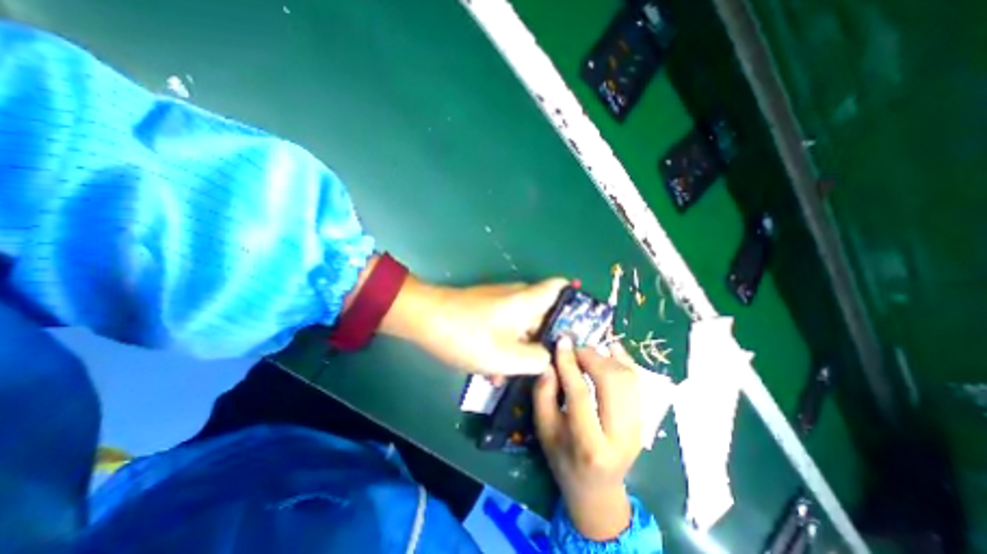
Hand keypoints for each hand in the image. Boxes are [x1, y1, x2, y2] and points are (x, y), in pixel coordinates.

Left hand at [385, 276, 569, 376]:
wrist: (426, 319)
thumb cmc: (469, 335)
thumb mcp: (507, 356)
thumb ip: (537, 359)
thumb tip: (550, 358)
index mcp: (528, 299)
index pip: (561, 286)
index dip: (576, 301)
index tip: (582, 326)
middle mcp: (518, 296)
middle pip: (545, 312)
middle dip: (549, 338)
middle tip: (552, 364)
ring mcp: (501, 302)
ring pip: (524, 325)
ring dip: (524, 348)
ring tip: (519, 374)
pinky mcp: (487, 310)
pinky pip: (506, 327)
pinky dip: (506, 345)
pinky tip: (495, 370)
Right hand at [533, 337, 640, 540]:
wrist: (597, 487)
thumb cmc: (563, 458)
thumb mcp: (544, 429)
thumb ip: (543, 394)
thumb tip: (550, 362)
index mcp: (589, 445)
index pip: (580, 395)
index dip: (569, 364)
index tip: (562, 341)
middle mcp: (620, 436)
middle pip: (612, 382)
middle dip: (591, 357)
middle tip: (574, 349)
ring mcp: (638, 428)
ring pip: (628, 378)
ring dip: (606, 358)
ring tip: (586, 353)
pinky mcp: (644, 420)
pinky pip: (637, 381)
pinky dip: (624, 360)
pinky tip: (611, 348)